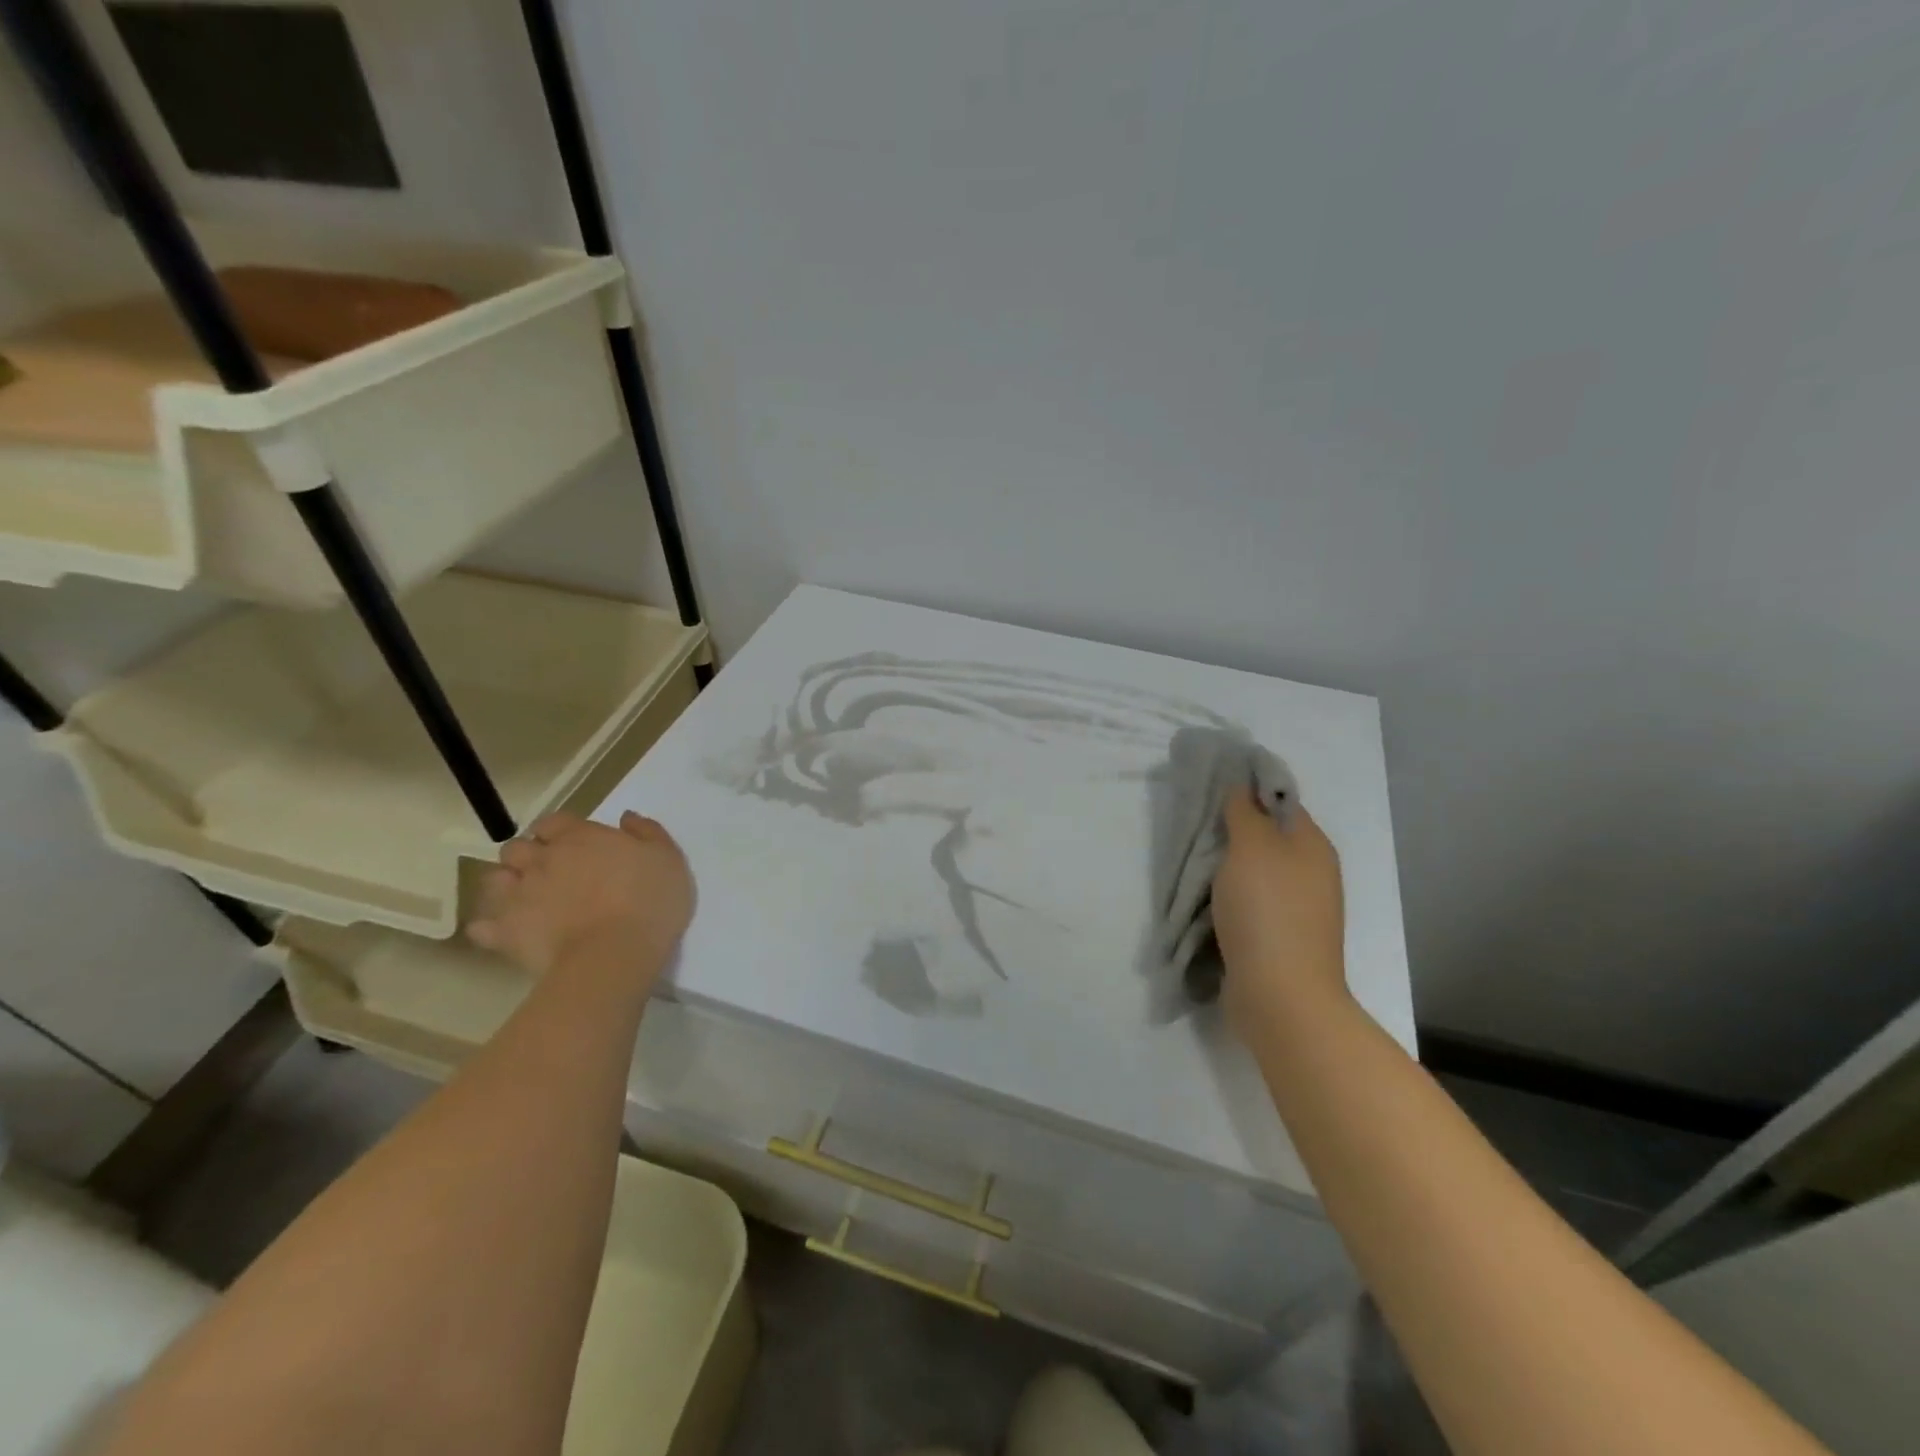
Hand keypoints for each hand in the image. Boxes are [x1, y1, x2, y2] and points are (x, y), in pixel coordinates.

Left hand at [468, 811, 693, 981]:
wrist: (615, 954)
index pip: (554, 822)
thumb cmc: (649, 901)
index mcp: (581, 837)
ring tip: (525, 900)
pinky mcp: (506, 932)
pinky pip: (482, 927)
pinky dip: (489, 928)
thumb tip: (625, 817)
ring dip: (506, 885)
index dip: (559, 831)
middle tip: (549, 873)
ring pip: (494, 880)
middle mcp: (543, 859)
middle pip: (517, 847)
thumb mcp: (668, 858)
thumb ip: (647, 832)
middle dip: (527, 856)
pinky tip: (502, 933)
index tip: (573, 844)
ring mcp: (520, 895)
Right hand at [1213, 788, 1348, 1033]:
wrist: (1281, 994)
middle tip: (1193, 823)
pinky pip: (1250, 901)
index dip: (1246, 789)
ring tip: (1192, 859)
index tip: (1208, 785)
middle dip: (1230, 828)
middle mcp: (1311, 873)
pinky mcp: (1279, 936)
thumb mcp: (1251, 847)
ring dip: (1225, 865)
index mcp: (1313, 846)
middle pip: (1266, 836)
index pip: (1279, 801)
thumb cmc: (1267, 911)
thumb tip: (1241, 784)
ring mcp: (1298, 908)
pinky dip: (1227, 895)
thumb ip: (1244, 811)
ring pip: (1255, 870)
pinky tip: (1204, 896)